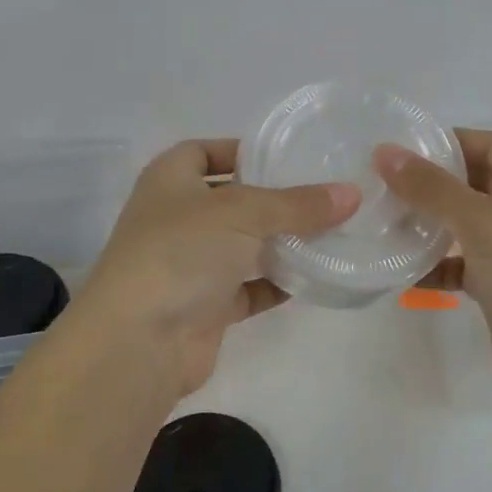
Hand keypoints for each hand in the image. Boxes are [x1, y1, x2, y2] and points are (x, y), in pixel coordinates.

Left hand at [71, 139, 360, 400]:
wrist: (139, 341)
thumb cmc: (182, 252)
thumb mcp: (243, 213)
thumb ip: (298, 204)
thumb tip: (352, 194)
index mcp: (170, 181)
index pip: (203, 152)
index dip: (240, 150)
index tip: (287, 157)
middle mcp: (177, 219)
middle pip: (232, 201)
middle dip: (274, 200)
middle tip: (325, 195)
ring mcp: (190, 265)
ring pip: (243, 246)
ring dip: (281, 243)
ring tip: (332, 233)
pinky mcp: (205, 307)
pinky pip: (249, 288)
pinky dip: (277, 284)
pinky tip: (315, 277)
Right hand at [374, 129, 491, 425]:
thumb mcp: (482, 223)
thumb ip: (432, 187)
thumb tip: (385, 152)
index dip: (451, 141)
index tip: (402, 148)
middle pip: (477, 183)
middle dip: (433, 183)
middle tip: (383, 183)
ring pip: (467, 226)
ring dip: (430, 224)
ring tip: (384, 222)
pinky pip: (464, 267)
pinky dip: (437, 266)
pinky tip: (403, 272)